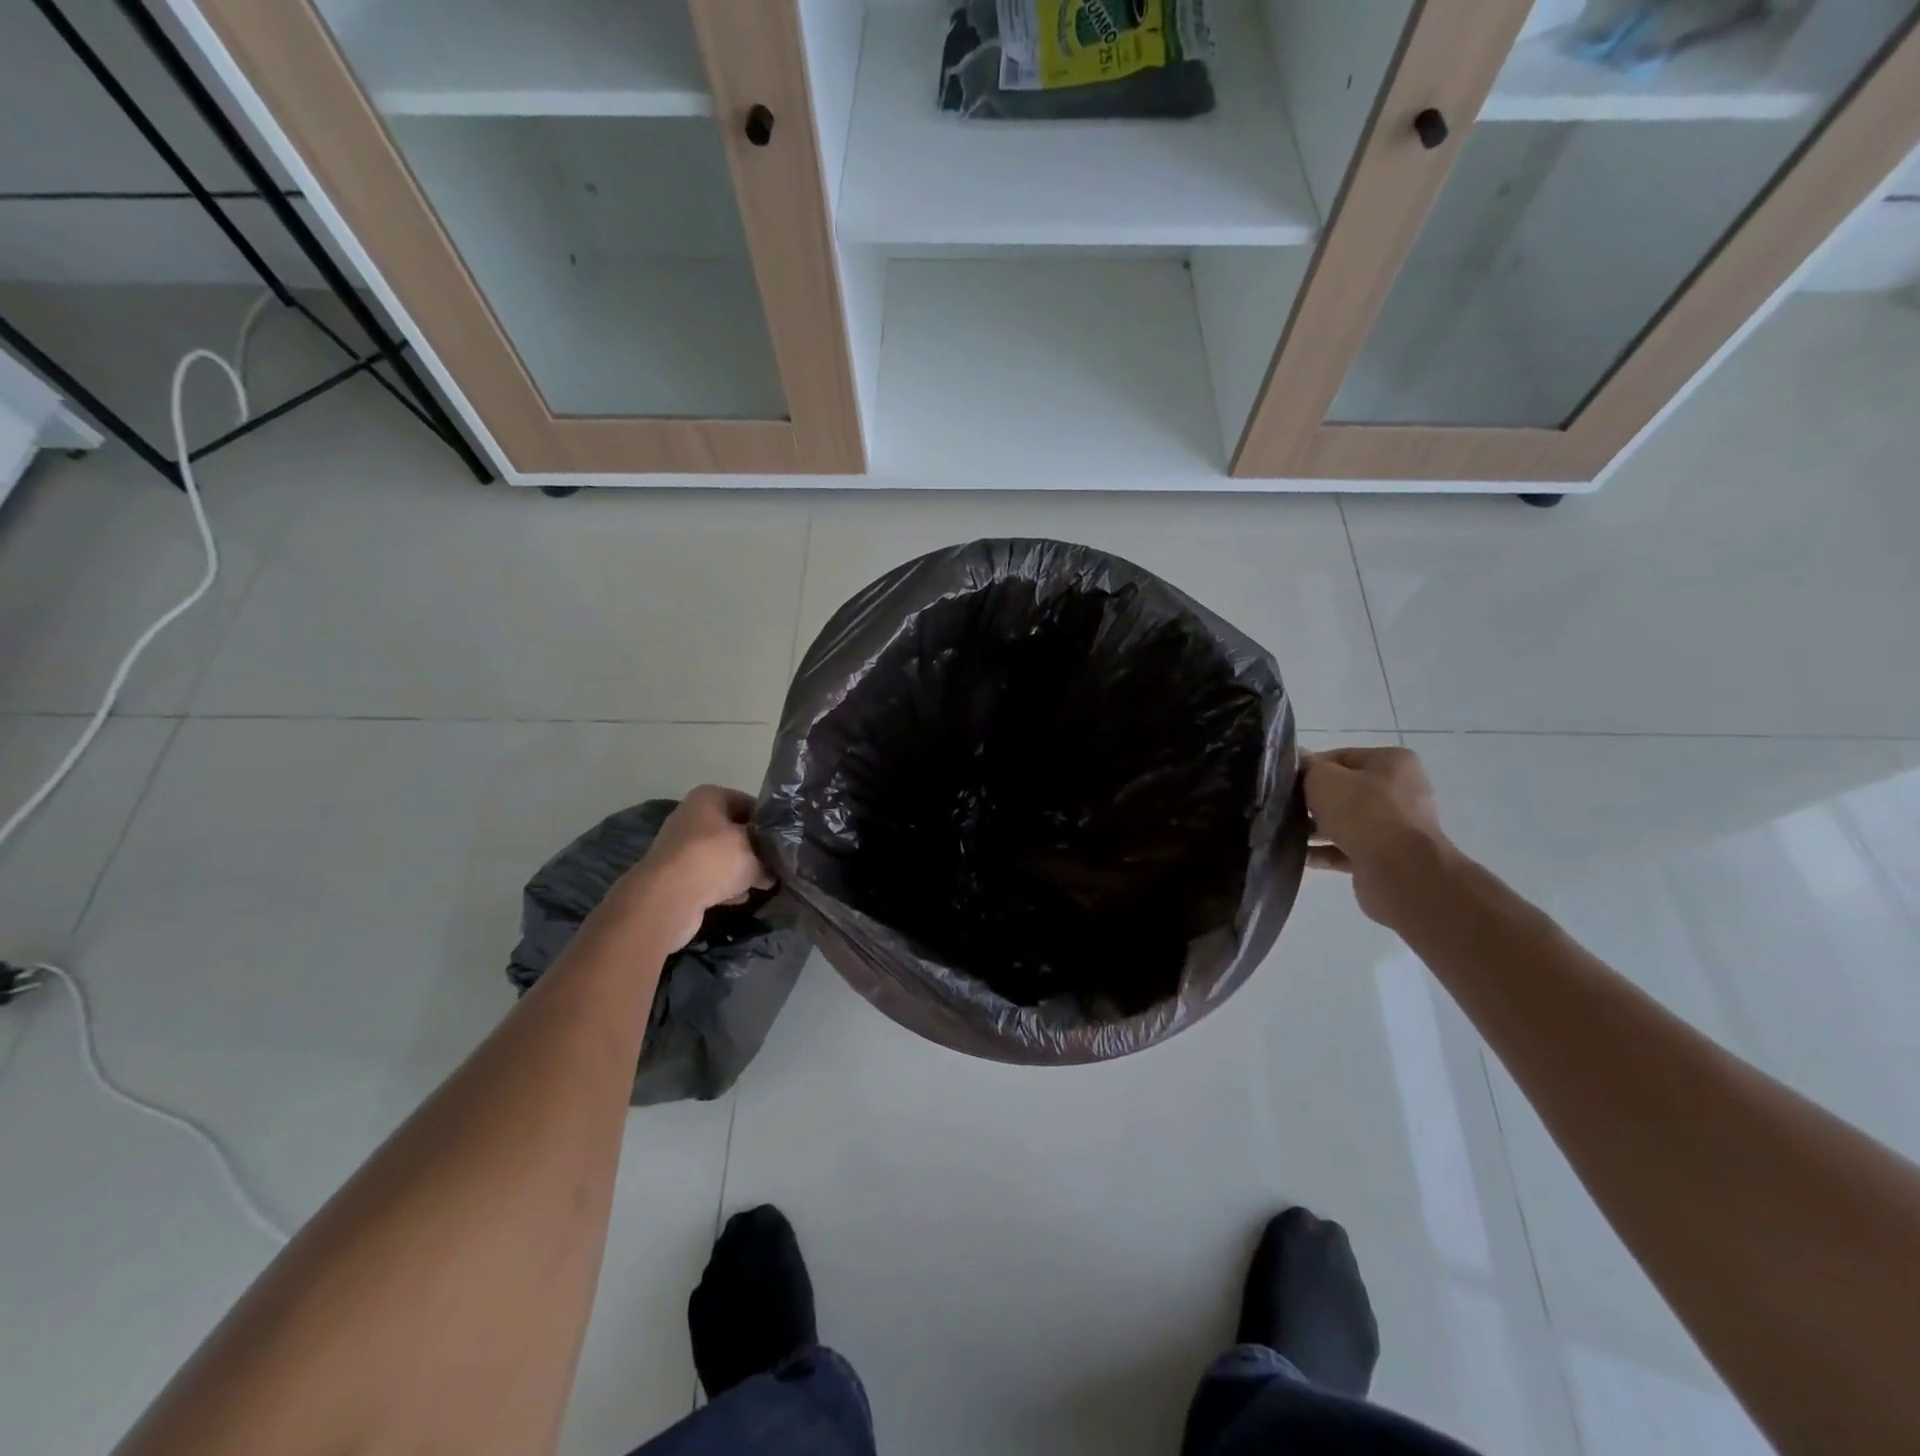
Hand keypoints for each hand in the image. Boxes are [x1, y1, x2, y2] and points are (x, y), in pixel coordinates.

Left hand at [614, 785, 773, 950]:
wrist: (666, 899)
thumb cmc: (714, 859)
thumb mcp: (755, 849)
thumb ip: (770, 852)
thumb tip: (775, 865)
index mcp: (709, 797)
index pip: (751, 803)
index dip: (770, 822)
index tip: (786, 840)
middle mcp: (692, 816)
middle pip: (735, 830)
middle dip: (756, 848)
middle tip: (778, 863)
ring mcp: (681, 847)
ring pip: (722, 855)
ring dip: (741, 869)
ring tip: (764, 883)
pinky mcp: (676, 875)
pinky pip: (709, 876)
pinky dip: (724, 885)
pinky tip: (741, 897)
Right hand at [1303, 747, 1450, 926]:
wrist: (1399, 869)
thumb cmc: (1362, 811)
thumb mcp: (1323, 779)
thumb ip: (1308, 768)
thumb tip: (1300, 762)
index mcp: (1393, 762)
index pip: (1342, 757)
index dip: (1311, 767)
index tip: (1286, 781)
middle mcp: (1401, 791)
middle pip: (1345, 791)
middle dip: (1314, 800)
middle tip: (1285, 807)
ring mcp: (1397, 826)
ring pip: (1347, 822)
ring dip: (1318, 828)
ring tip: (1287, 832)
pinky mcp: (1388, 857)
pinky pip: (1349, 849)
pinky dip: (1326, 851)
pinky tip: (1300, 856)